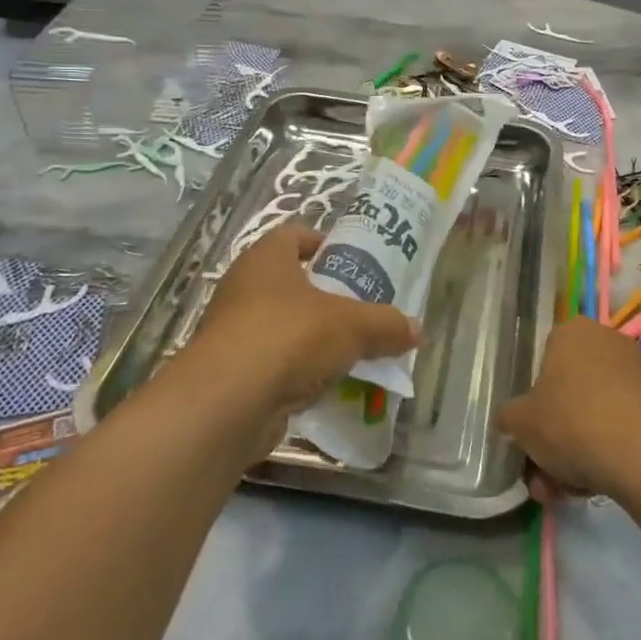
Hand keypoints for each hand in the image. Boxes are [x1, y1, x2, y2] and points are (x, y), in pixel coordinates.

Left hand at [184, 224, 419, 421]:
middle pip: (290, 282)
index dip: (322, 243)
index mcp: (266, 259)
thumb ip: (386, 324)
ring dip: (312, 338)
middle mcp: (243, 288)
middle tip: (361, 309)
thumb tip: (415, 329)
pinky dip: (297, 372)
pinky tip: (326, 387)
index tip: (351, 262)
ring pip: (282, 326)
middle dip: (325, 296)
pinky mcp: (230, 373)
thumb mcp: (351, 326)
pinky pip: (273, 364)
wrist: (225, 404)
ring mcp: (232, 332)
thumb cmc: (288, 338)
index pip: (294, 235)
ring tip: (350, 351)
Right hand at [498, 317, 640, 499]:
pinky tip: (598, 486)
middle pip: (570, 393)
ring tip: (567, 493)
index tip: (530, 438)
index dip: (534, 404)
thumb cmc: (572, 421)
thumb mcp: (521, 423)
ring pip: (595, 414)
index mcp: (570, 332)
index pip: (543, 362)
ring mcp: (638, 371)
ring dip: (578, 453)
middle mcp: (606, 341)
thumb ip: (509, 417)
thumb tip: (510, 420)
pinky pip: (623, 426)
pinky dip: (609, 452)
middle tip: (544, 477)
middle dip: (554, 438)